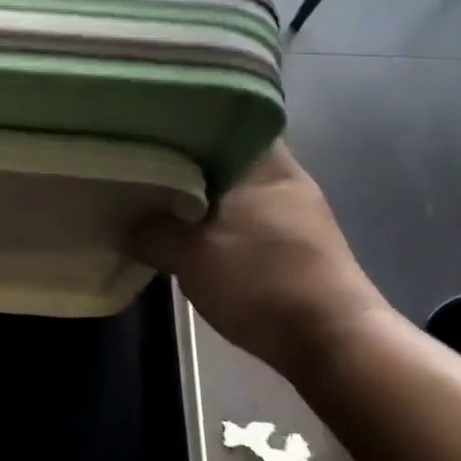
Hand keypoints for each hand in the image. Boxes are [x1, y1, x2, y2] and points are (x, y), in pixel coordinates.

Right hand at [130, 142, 384, 377]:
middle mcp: (284, 175)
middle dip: (184, 158)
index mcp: (263, 161)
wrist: (334, 345)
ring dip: (202, 192)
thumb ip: (151, 232)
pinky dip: (219, 217)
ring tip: (158, 196)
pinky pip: (246, 213)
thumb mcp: (189, 256)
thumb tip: (126, 223)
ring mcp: (296, 209)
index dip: (182, 118)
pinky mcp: (298, 242)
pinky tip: (192, 231)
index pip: (221, 116)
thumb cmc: (261, 281)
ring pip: (235, 185)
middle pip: (224, 151)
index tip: (148, 125)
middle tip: (141, 162)